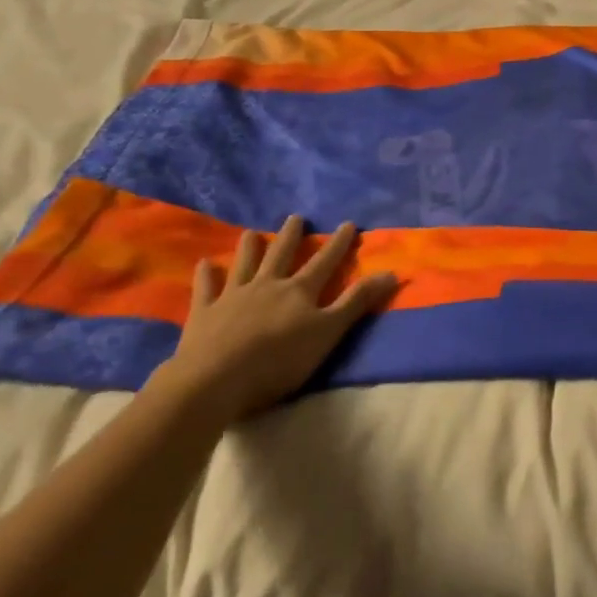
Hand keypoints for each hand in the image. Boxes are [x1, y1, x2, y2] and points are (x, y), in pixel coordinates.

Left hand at [154, 216, 396, 424]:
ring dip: (250, 247)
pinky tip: (205, 263)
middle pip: (282, 255)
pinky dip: (206, 275)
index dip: (338, 244)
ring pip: (245, 264)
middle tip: (296, 217)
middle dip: (292, 236)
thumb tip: (392, 273)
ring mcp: (233, 296)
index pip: (324, 262)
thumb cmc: (279, 360)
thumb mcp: (328, 333)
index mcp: (299, 292)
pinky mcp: (205, 313)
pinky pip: (206, 288)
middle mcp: (268, 285)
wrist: (216, 379)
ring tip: (252, 232)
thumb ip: (356, 303)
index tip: (348, 223)